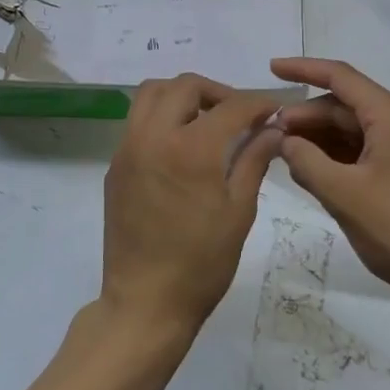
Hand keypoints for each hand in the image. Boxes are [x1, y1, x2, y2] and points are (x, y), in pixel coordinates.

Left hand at [101, 74, 280, 338]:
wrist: (145, 303)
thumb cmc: (201, 263)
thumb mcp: (239, 211)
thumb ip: (254, 159)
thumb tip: (273, 129)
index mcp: (191, 148)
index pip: (231, 107)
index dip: (258, 104)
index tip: (273, 111)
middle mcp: (154, 136)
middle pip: (185, 86)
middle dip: (217, 92)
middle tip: (238, 114)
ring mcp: (128, 149)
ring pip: (152, 94)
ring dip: (182, 95)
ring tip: (205, 120)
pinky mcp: (115, 165)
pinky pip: (137, 121)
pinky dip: (161, 116)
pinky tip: (180, 146)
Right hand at [272, 58, 389, 312]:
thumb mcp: (343, 194)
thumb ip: (306, 160)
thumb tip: (283, 138)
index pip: (341, 77)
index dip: (303, 69)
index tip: (271, 68)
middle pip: (346, 105)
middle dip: (308, 115)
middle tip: (271, 133)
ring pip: (355, 129)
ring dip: (321, 137)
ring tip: (286, 153)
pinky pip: (367, 149)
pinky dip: (339, 155)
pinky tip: (314, 170)